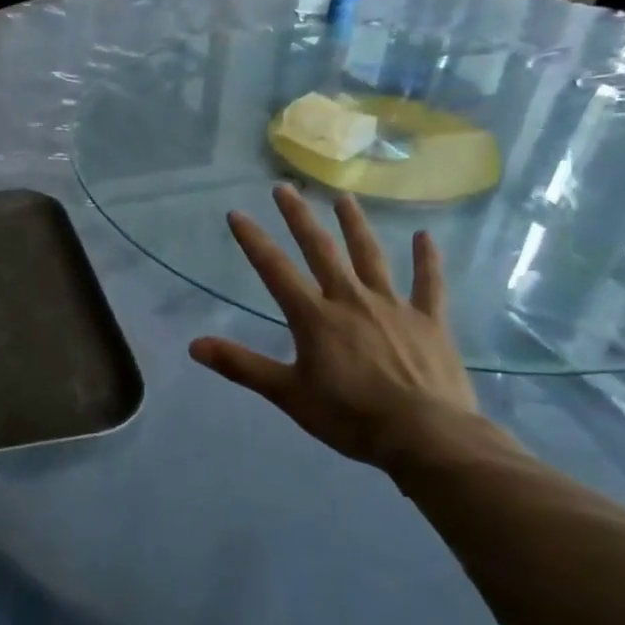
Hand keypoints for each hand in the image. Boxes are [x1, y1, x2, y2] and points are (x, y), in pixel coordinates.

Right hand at [190, 186, 477, 469]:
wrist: (426, 436)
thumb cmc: (350, 416)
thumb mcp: (287, 394)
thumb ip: (241, 365)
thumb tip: (194, 345)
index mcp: (314, 317)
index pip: (275, 270)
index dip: (253, 240)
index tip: (237, 213)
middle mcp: (351, 300)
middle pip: (321, 250)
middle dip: (299, 218)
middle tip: (285, 188)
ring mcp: (393, 307)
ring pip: (371, 257)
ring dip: (355, 226)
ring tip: (344, 199)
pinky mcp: (430, 321)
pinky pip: (429, 284)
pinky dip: (427, 260)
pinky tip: (425, 236)